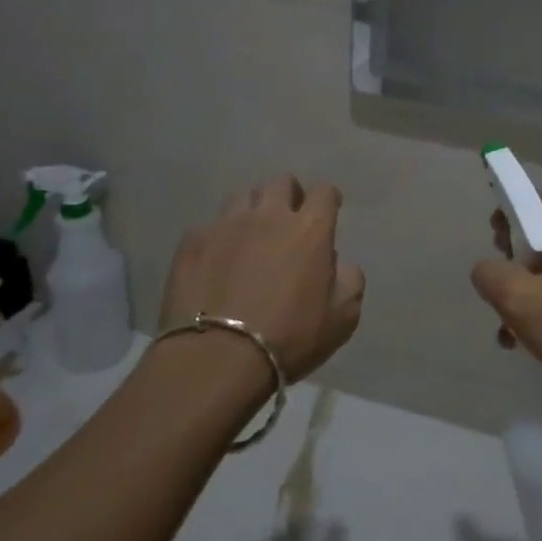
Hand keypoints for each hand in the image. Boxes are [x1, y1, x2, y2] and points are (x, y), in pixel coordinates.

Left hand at [158, 175, 364, 381]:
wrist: (217, 358)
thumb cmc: (289, 338)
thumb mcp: (343, 318)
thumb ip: (349, 280)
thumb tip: (337, 262)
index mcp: (308, 230)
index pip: (324, 192)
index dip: (328, 200)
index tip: (328, 213)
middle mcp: (268, 216)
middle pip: (280, 182)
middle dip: (289, 194)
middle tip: (288, 220)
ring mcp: (225, 226)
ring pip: (241, 197)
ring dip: (252, 210)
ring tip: (250, 235)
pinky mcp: (192, 243)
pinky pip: (208, 227)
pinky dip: (218, 238)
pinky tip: (217, 260)